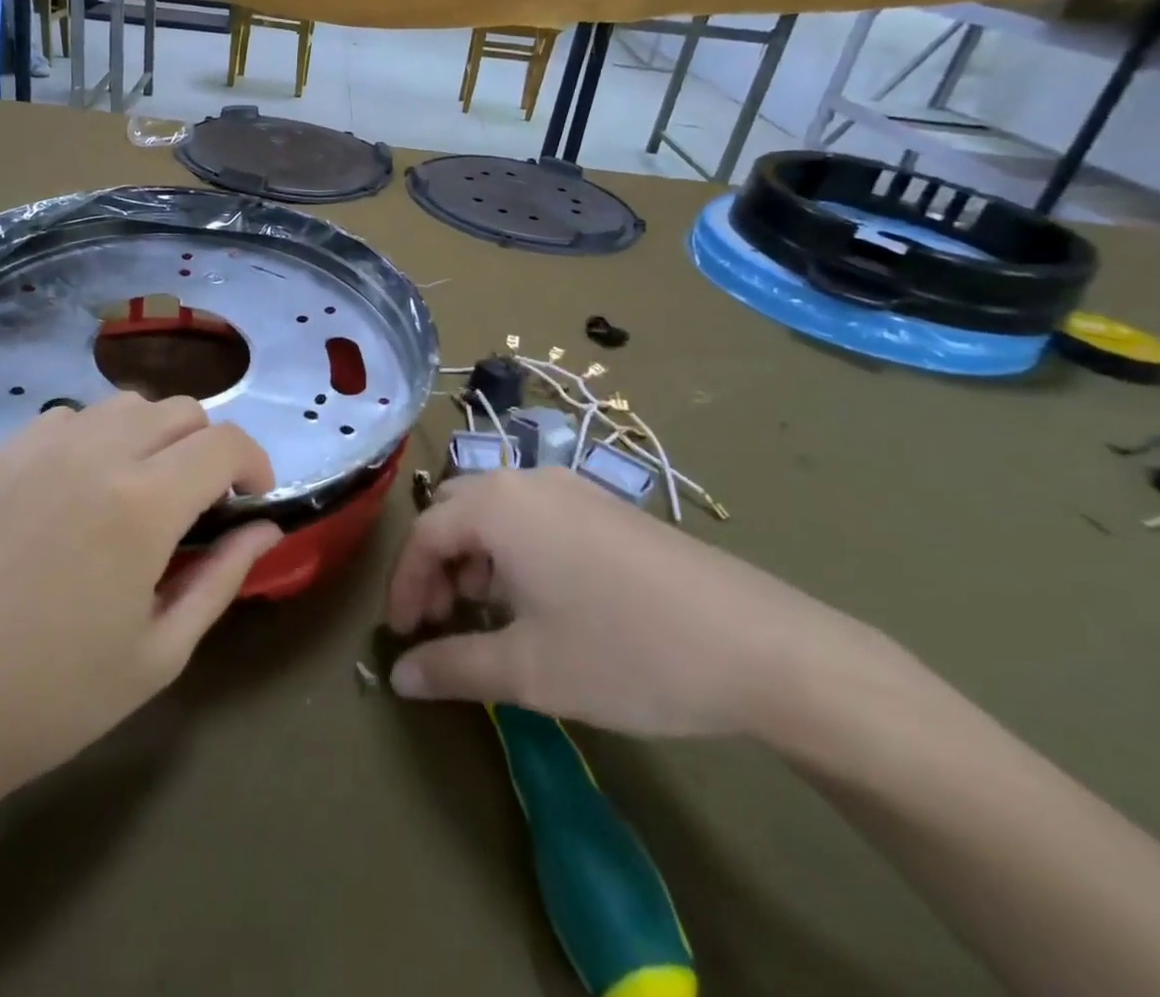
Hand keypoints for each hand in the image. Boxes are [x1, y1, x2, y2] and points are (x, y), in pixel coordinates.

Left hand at [0, 394, 279, 804]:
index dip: (254, 462)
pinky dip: (94, 438)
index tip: (252, 496)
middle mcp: (95, 454)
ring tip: (140, 488)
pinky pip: (67, 418)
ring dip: (153, 435)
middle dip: (207, 446)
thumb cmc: (57, 696)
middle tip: (199, 500)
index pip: (224, 442)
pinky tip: (79, 489)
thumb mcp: (163, 650)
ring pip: (124, 405)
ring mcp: (39, 448)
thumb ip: (224, 576)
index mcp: (144, 504)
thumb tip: (267, 527)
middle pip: (180, 410)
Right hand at [385, 467, 868, 737]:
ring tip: (486, 612)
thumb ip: (452, 667)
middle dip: (435, 564)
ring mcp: (572, 488)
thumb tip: (398, 678)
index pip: (423, 534)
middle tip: (440, 620)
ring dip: (473, 555)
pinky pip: (532, 514)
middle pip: (453, 509)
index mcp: (497, 506)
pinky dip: (512, 548)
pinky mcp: (606, 505)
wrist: (761, 647)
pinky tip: (537, 598)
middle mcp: (527, 481)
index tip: (402, 635)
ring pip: (494, 509)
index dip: (403, 585)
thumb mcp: (528, 671)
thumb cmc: (626, 653)